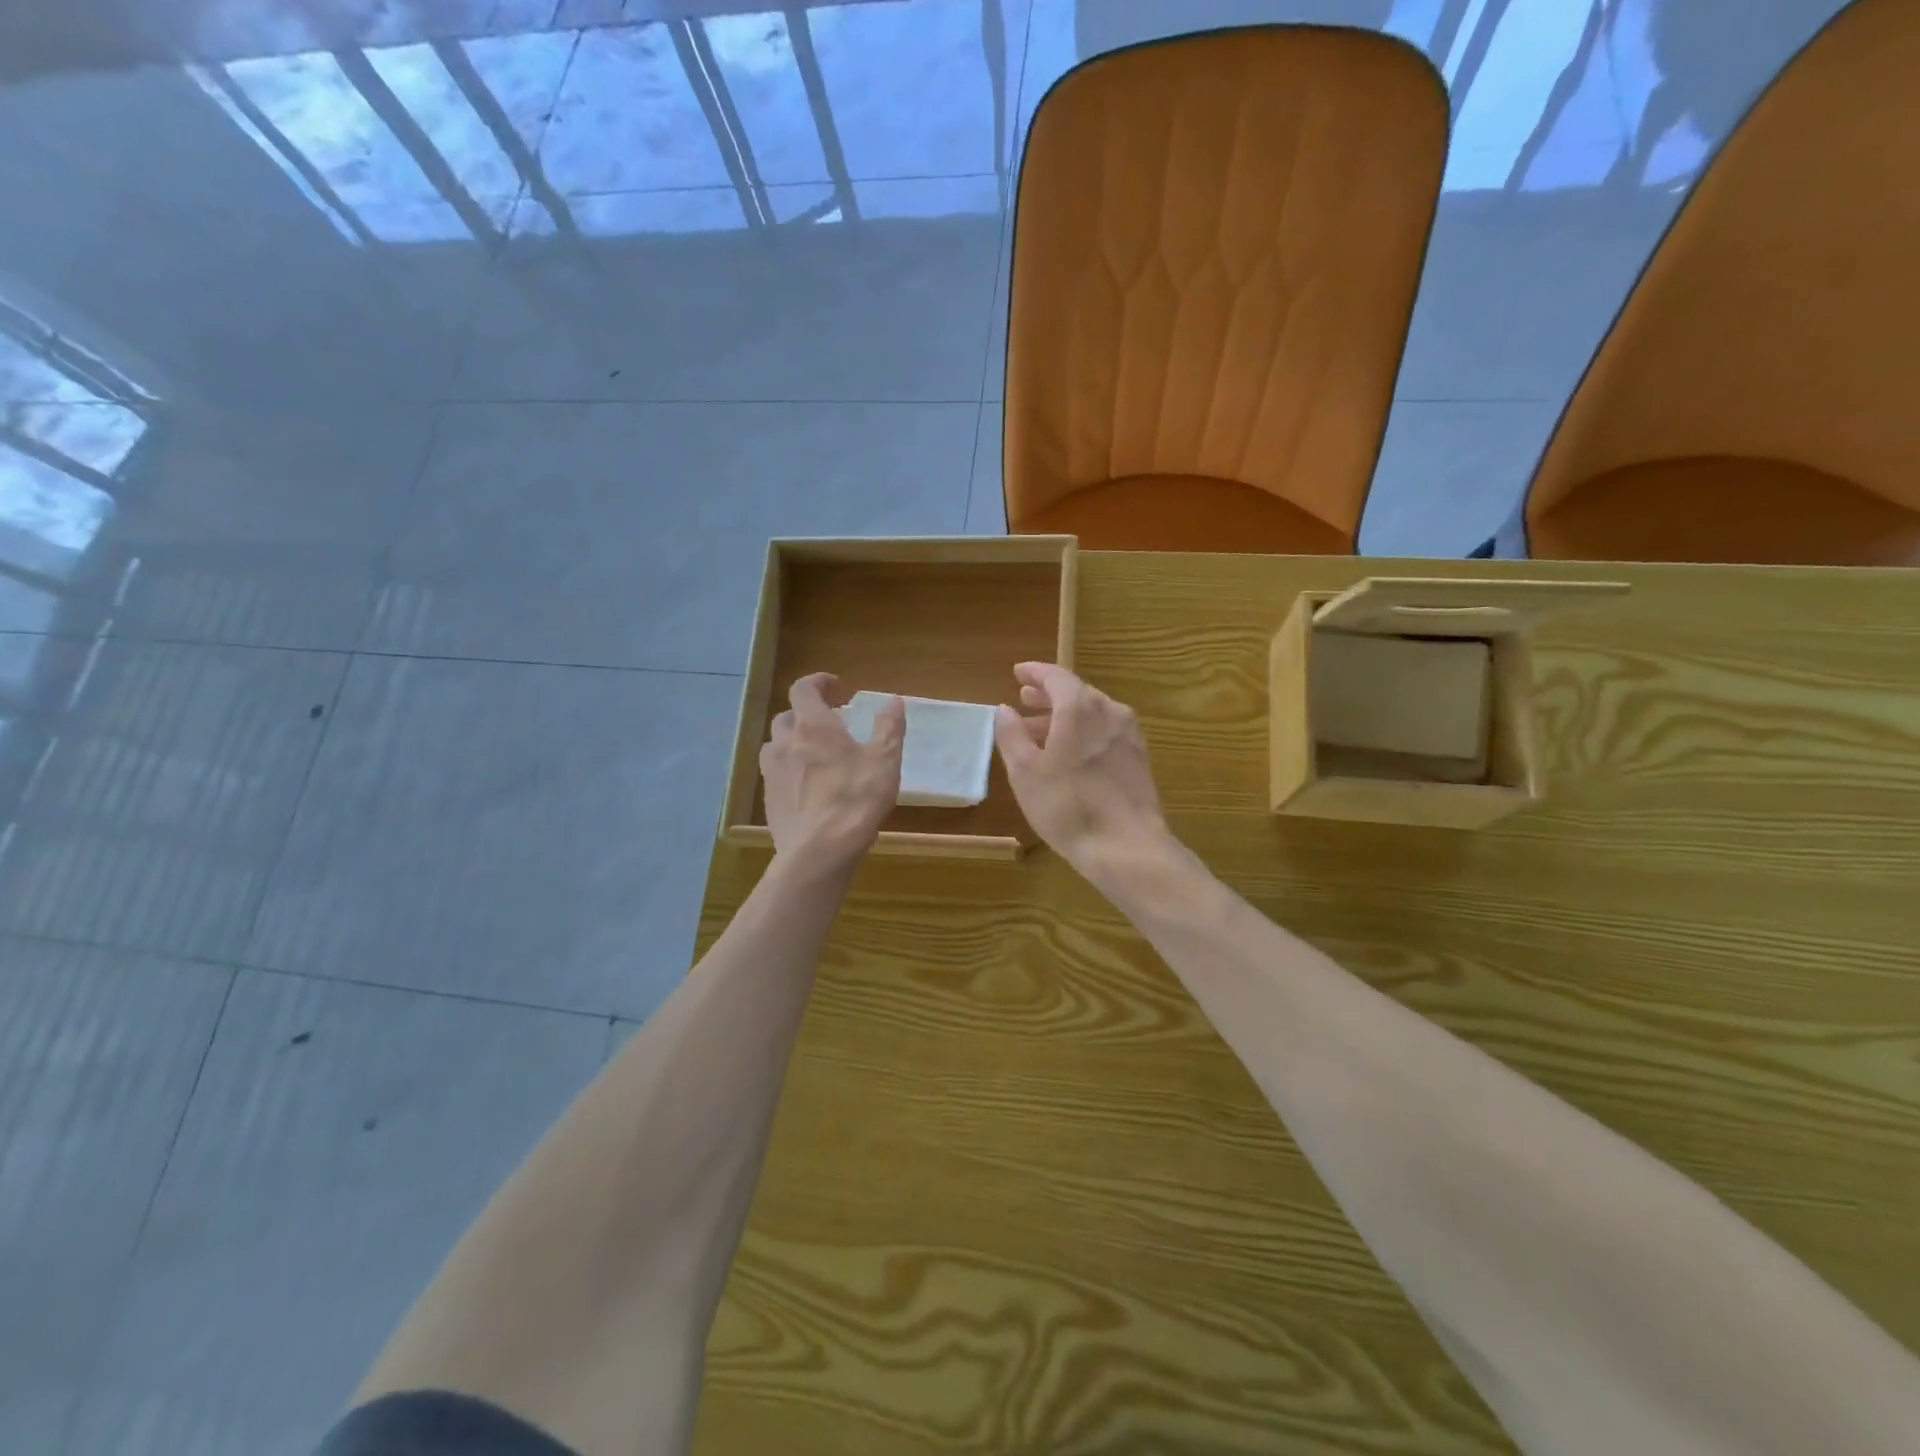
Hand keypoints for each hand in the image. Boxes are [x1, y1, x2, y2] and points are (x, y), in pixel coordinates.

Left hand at [761, 673, 904, 874]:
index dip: (818, 682)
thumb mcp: (885, 761)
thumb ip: (889, 728)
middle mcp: (786, 742)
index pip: (803, 688)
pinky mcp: (768, 799)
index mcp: (813, 725)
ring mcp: (772, 772)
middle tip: (831, 725)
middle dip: (807, 714)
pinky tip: (808, 787)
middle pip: (787, 716)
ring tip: (816, 755)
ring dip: (794, 741)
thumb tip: (893, 701)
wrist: (819, 850)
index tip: (836, 687)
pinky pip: (775, 773)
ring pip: (777, 745)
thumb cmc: (856, 799)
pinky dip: (789, 769)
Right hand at [992, 663, 1169, 879]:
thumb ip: (1011, 735)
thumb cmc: (1067, 806)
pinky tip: (1071, 754)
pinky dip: (1084, 733)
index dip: (1035, 672)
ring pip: (1093, 714)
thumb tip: (1005, 710)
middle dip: (1049, 695)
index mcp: (1080, 708)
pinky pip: (1106, 733)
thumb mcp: (1025, 771)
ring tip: (1040, 731)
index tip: (1018, 673)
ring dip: (1065, 717)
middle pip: (1077, 693)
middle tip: (1026, 699)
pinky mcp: (1139, 759)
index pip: (1056, 676)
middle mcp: (1110, 712)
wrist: (1127, 846)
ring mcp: (1129, 736)